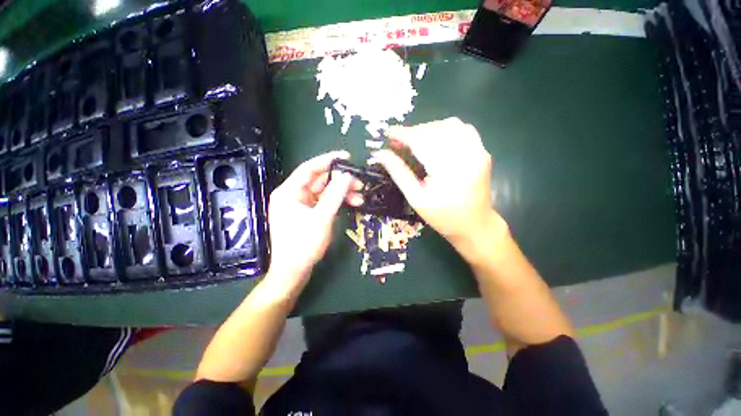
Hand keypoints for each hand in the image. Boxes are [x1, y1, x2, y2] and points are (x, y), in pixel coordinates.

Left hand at [266, 151, 362, 294]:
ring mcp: (302, 205)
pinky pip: (325, 202)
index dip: (328, 160)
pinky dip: (338, 202)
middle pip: (320, 180)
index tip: (347, 157)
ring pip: (325, 192)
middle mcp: (294, 195)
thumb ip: (335, 195)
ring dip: (342, 193)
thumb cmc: (303, 245)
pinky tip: (352, 203)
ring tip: (360, 196)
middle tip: (359, 182)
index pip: (309, 168)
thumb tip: (347, 176)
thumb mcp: (322, 218)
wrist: (294, 272)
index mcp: (289, 192)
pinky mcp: (309, 214)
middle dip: (340, 181)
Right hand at [372, 118, 506, 251]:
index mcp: (447, 170)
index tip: (390, 134)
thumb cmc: (442, 217)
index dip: (404, 135)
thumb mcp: (416, 198)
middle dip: (414, 132)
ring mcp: (478, 151)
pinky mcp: (482, 152)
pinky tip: (436, 141)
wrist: (475, 225)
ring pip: (451, 125)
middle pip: (436, 131)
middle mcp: (466, 155)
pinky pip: (464, 129)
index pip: (422, 141)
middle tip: (399, 141)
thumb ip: (398, 173)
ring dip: (429, 129)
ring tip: (416, 140)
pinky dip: (446, 130)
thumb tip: (381, 154)